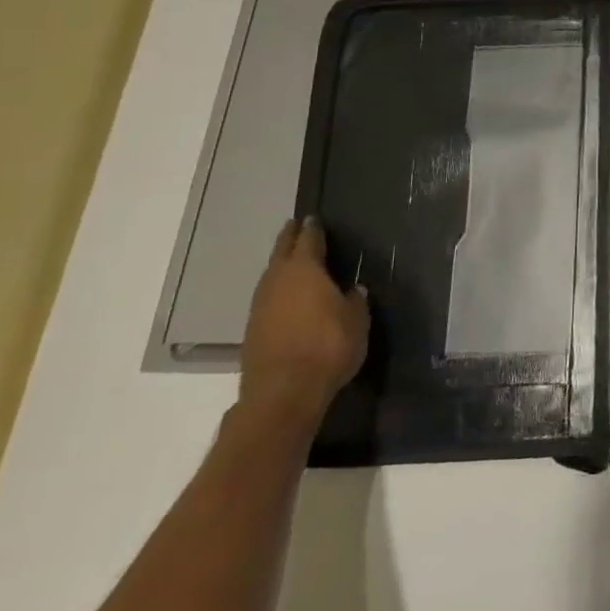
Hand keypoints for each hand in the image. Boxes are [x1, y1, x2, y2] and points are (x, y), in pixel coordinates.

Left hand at [239, 218, 369, 426]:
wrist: (283, 393)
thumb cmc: (327, 347)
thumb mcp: (357, 320)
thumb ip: (354, 300)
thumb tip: (352, 289)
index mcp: (305, 269)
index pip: (309, 239)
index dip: (313, 228)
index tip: (314, 218)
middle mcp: (277, 280)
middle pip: (282, 251)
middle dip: (290, 238)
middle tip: (296, 226)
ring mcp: (260, 305)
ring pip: (271, 275)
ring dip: (281, 265)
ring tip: (293, 261)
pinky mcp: (253, 329)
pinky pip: (268, 297)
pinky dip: (278, 290)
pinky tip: (288, 297)